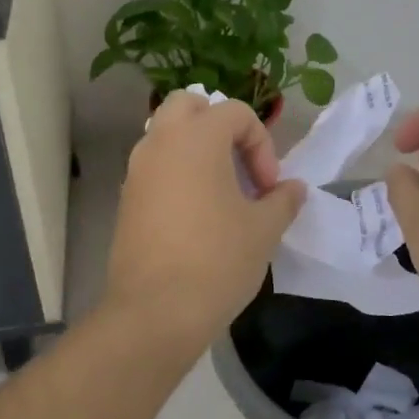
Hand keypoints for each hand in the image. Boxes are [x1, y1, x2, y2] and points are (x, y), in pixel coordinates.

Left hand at [102, 92, 306, 350]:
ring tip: (221, 192)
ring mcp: (137, 171)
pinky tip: (196, 216)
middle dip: (218, 125)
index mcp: (197, 138)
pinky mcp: (126, 200)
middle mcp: (161, 143)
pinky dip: (177, 174)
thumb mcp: (264, 229)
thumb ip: (283, 200)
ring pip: (166, 136)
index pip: (235, 112)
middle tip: (238, 164)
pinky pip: (154, 168)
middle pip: (188, 105)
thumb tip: (293, 189)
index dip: (262, 144)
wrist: (155, 312)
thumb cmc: (217, 260)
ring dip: (195, 150)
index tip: (268, 187)